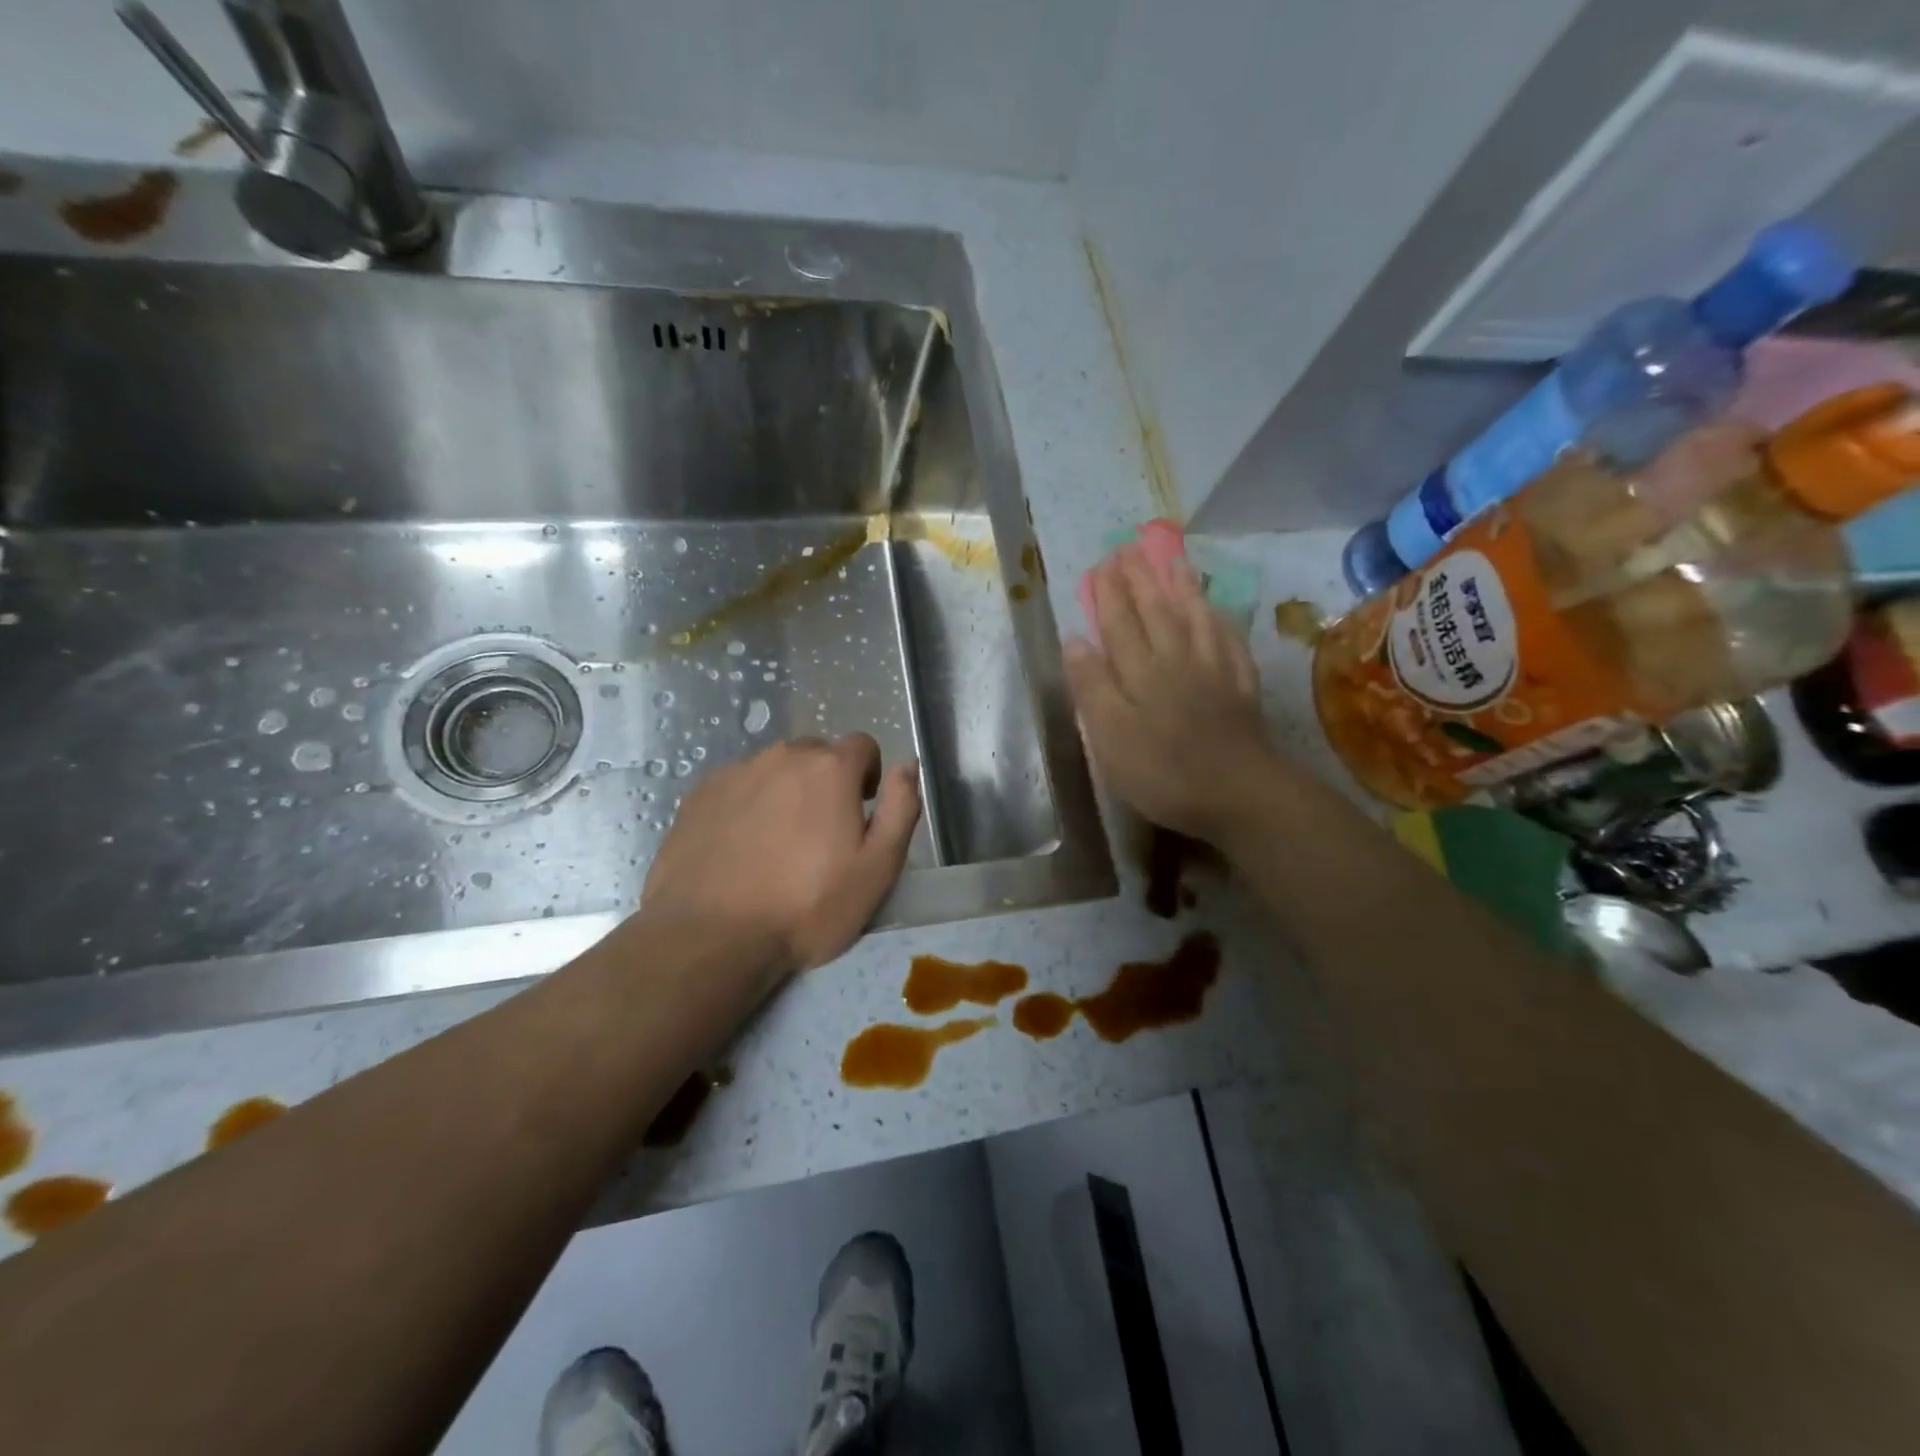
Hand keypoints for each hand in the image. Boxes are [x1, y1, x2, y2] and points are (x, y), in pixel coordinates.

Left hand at [641, 734, 920, 979]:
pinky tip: (740, 848)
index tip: (859, 813)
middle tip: (820, 834)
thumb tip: (908, 764)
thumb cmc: (807, 907)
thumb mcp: (877, 868)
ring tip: (777, 844)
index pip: (862, 745)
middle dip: (825, 782)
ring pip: (773, 769)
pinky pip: (737, 786)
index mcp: (830, 769)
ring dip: (785, 792)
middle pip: (816, 754)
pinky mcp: (699, 794)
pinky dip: (746, 805)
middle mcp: (782, 757)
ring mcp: (735, 773)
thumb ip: (901, 808)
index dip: (868, 776)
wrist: (712, 936)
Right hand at [1064, 544, 1274, 842]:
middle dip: (1141, 579)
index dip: (1109, 594)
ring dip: (1182, 587)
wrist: (1238, 793)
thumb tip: (1074, 641)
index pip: (1120, 624)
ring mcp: (1215, 671)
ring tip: (1175, 560)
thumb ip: (1092, 686)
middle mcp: (1177, 660)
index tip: (1101, 564)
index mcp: (1141, 672)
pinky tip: (1218, 611)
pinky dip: (1220, 621)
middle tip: (1131, 548)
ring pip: (1195, 618)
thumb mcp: (1110, 736)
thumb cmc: (1163, 771)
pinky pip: (1230, 641)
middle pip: (1157, 612)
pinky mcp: (1241, 688)